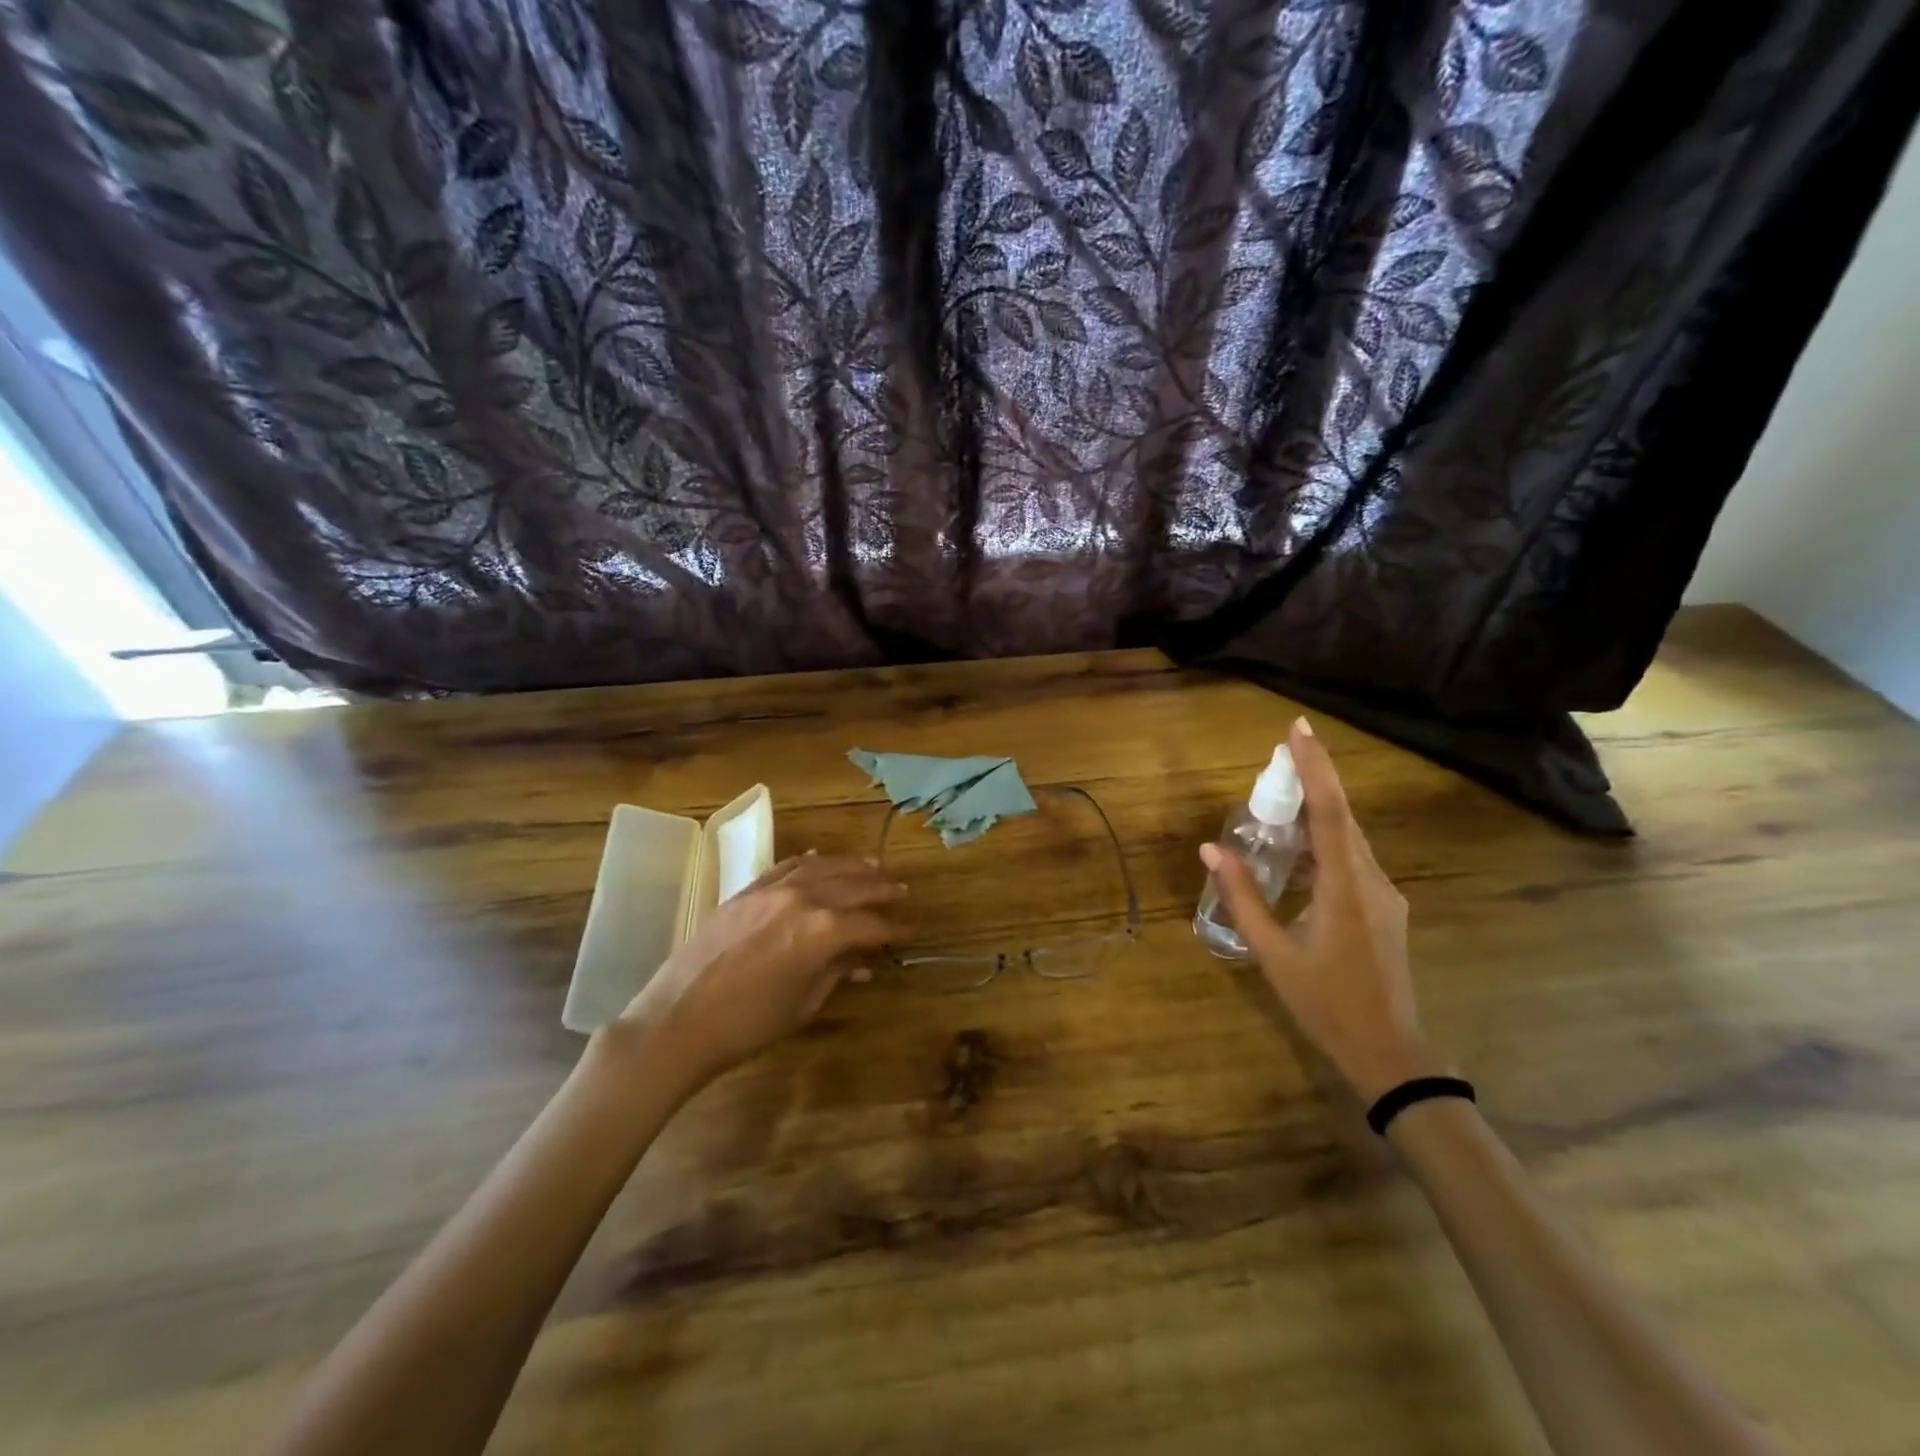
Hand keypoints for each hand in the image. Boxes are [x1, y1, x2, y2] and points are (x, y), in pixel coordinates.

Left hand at [603, 853, 905, 1086]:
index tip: (911, 930)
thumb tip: (864, 960)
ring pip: (822, 867)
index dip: (894, 928)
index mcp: (822, 931)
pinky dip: (809, 861)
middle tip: (902, 892)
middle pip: (853, 886)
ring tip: (874, 866)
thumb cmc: (747, 1025)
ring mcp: (772, 890)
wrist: (677, 1022)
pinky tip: (822, 858)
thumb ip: (837, 973)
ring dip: (852, 866)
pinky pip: (786, 866)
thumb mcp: (803, 1004)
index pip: (870, 923)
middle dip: (881, 889)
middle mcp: (802, 899)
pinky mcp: (746, 891)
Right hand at [1200, 718, 1446, 1103]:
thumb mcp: (1274, 954)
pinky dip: (1324, 846)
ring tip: (1280, 801)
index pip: (1330, 812)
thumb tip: (1210, 850)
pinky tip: (1297, 856)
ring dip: (1318, 814)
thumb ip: (1243, 898)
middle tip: (1281, 754)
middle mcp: (1372, 881)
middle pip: (1342, 818)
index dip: (1315, 767)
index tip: (1298, 729)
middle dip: (1314, 780)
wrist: (1389, 1053)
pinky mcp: (1384, 909)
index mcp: (1345, 888)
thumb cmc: (1326, 1003)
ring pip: (1349, 841)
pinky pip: (1352, 863)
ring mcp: (1384, 896)